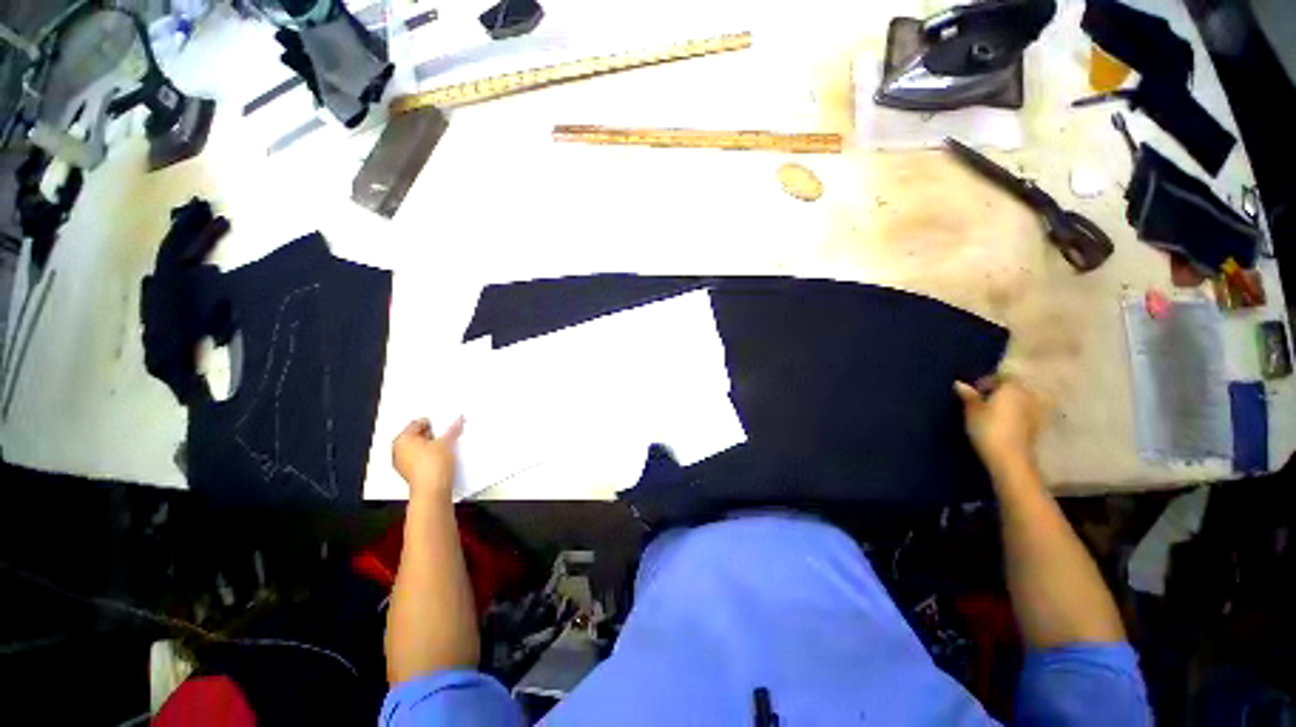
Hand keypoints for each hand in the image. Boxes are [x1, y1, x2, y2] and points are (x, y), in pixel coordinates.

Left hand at [393, 417, 463, 499]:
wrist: (432, 490)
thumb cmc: (433, 464)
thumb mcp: (446, 442)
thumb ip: (452, 429)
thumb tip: (458, 419)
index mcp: (402, 439)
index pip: (417, 423)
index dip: (433, 423)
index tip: (444, 425)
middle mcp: (398, 450)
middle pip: (416, 436)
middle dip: (431, 434)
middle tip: (446, 435)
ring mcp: (403, 463)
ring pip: (418, 448)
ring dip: (430, 446)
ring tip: (445, 447)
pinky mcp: (410, 473)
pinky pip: (419, 458)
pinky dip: (429, 456)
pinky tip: (440, 458)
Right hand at [954, 378, 1044, 474]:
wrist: (1010, 458)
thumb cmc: (988, 429)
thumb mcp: (972, 411)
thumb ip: (968, 396)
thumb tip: (960, 384)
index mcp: (1012, 387)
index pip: (1001, 376)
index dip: (987, 381)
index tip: (974, 391)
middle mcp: (1028, 395)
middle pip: (1015, 387)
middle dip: (1002, 391)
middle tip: (984, 400)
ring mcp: (1037, 411)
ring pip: (1023, 400)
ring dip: (1011, 403)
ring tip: (995, 411)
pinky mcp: (1039, 426)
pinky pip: (1028, 413)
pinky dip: (1019, 414)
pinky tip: (1006, 422)